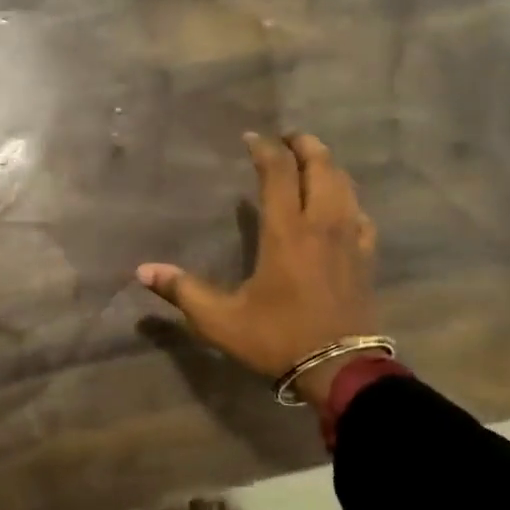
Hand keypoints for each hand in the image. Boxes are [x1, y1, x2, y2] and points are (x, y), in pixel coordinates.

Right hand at [136, 133, 380, 411]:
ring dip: (328, 165)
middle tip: (286, 138)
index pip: (279, 172)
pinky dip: (348, 199)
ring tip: (310, 161)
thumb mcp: (221, 319)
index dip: (265, 148)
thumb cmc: (278, 338)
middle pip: (321, 166)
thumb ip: (182, 291)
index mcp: (286, 231)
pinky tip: (341, 206)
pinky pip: (361, 215)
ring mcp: (349, 239)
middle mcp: (322, 224)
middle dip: (304, 145)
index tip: (250, 138)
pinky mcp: (366, 258)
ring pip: (346, 185)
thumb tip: (142, 271)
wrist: (340, 371)